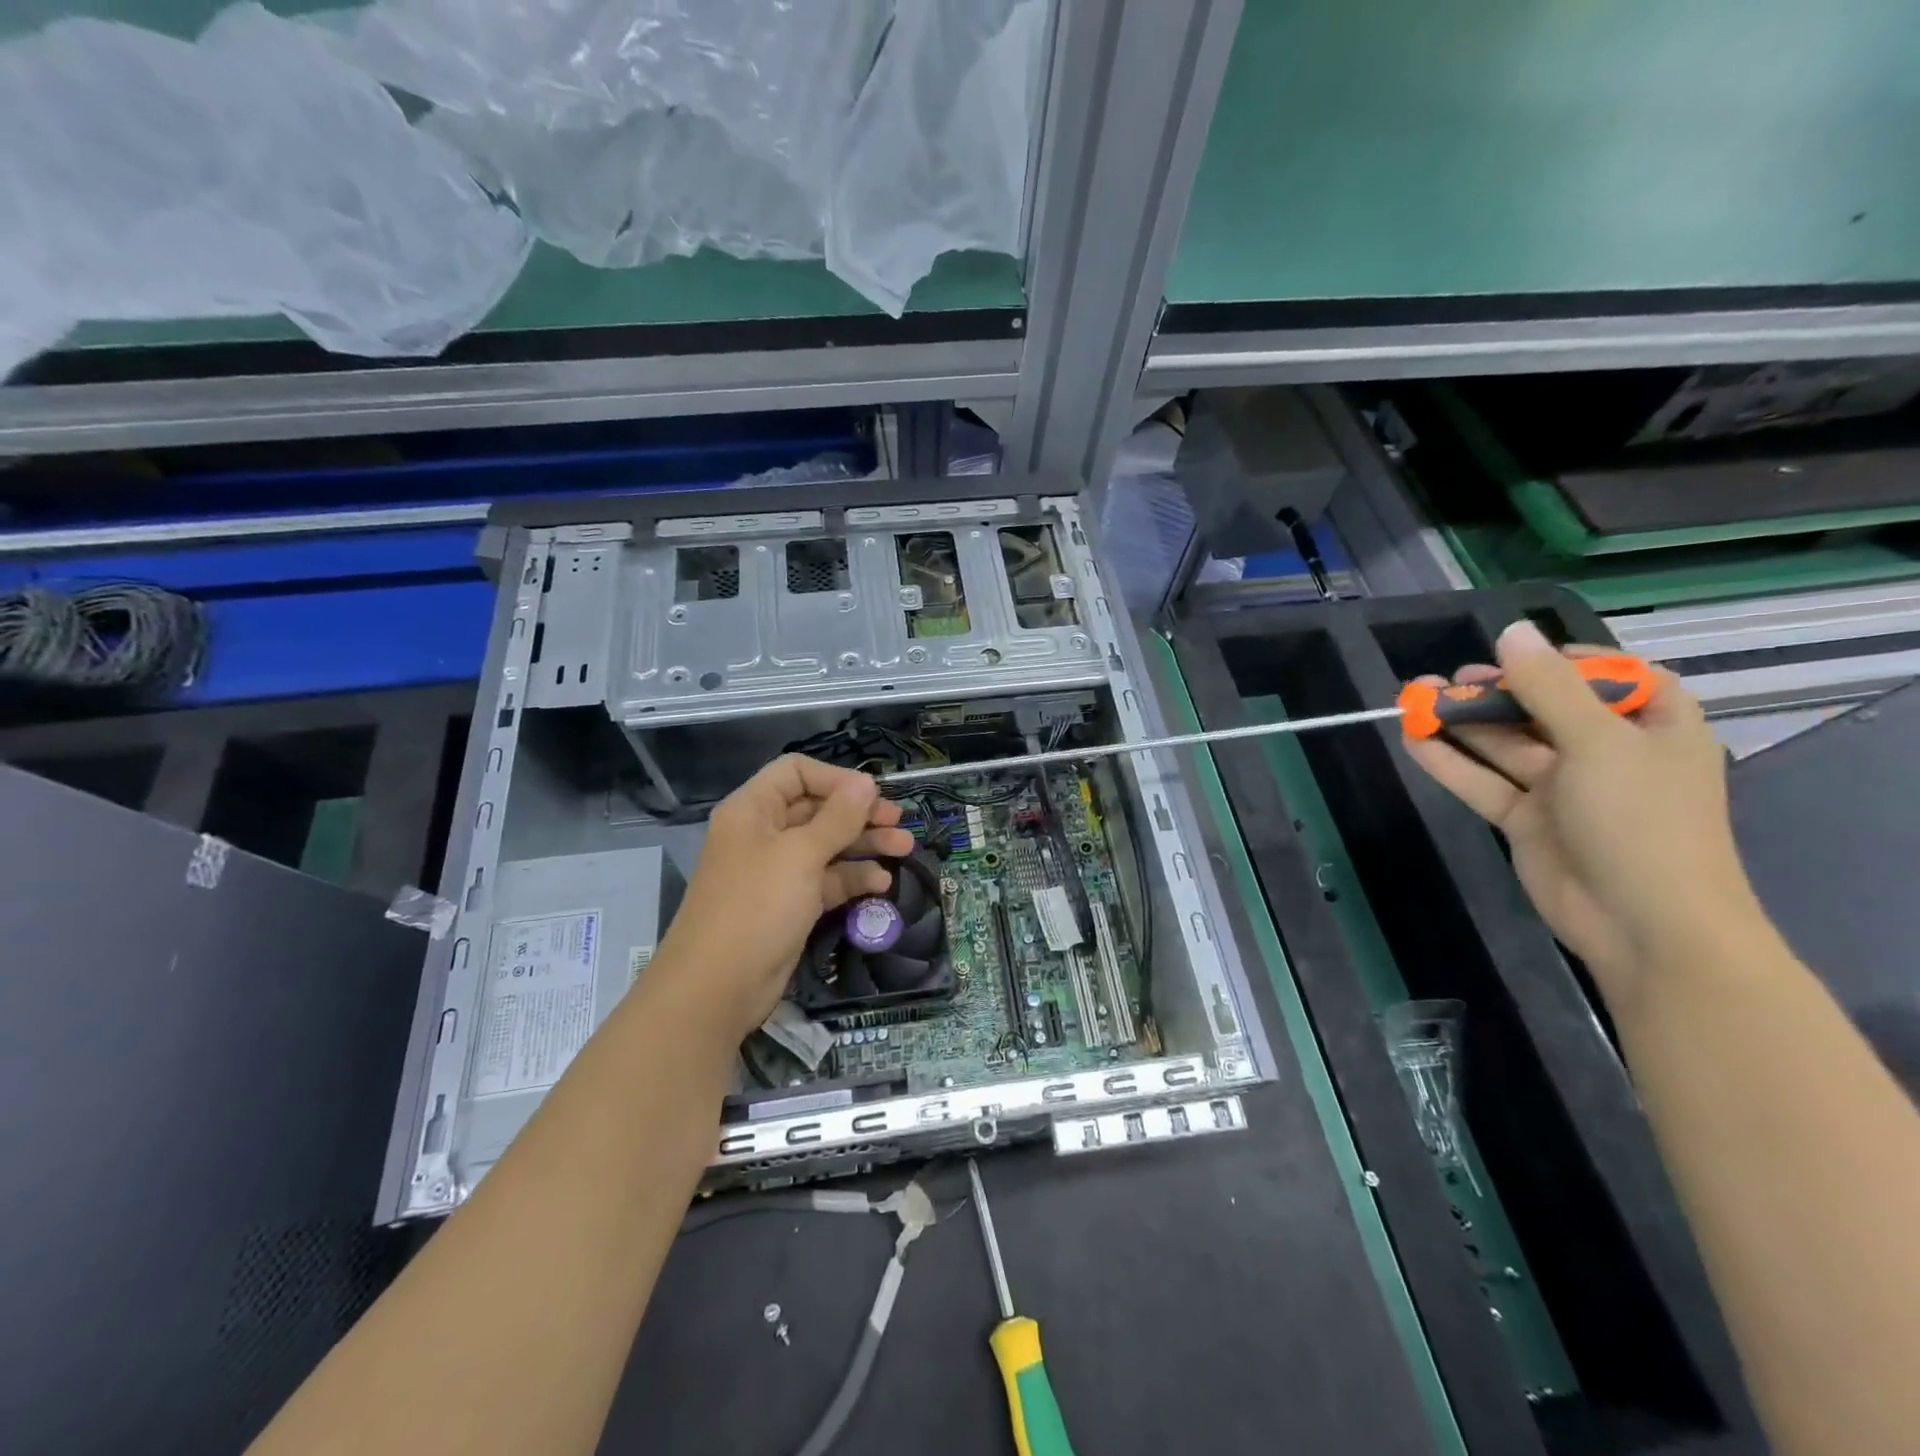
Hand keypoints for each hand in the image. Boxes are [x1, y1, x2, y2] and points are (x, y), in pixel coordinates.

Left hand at [649, 755, 913, 1043]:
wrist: (717, 988)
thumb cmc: (756, 907)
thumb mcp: (800, 856)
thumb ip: (838, 818)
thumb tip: (866, 782)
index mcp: (753, 810)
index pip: (796, 773)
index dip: (835, 779)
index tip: (871, 795)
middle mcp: (764, 834)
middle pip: (818, 809)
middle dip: (859, 814)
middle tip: (899, 822)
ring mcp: (778, 872)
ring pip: (827, 846)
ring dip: (865, 845)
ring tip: (905, 849)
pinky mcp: (791, 904)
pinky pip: (827, 880)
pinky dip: (853, 878)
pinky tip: (881, 883)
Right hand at [1404, 620, 1760, 1011]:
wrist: (1644, 925)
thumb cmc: (1640, 821)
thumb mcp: (1598, 742)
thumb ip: (1549, 687)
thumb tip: (1511, 632)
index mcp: (1653, 726)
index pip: (1612, 677)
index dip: (1565, 661)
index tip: (1517, 653)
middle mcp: (1608, 753)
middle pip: (1544, 709)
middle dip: (1496, 692)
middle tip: (1449, 679)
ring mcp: (1564, 789)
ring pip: (1505, 745)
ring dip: (1463, 723)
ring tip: (1414, 698)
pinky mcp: (1527, 820)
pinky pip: (1484, 782)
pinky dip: (1450, 762)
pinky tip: (1414, 739)